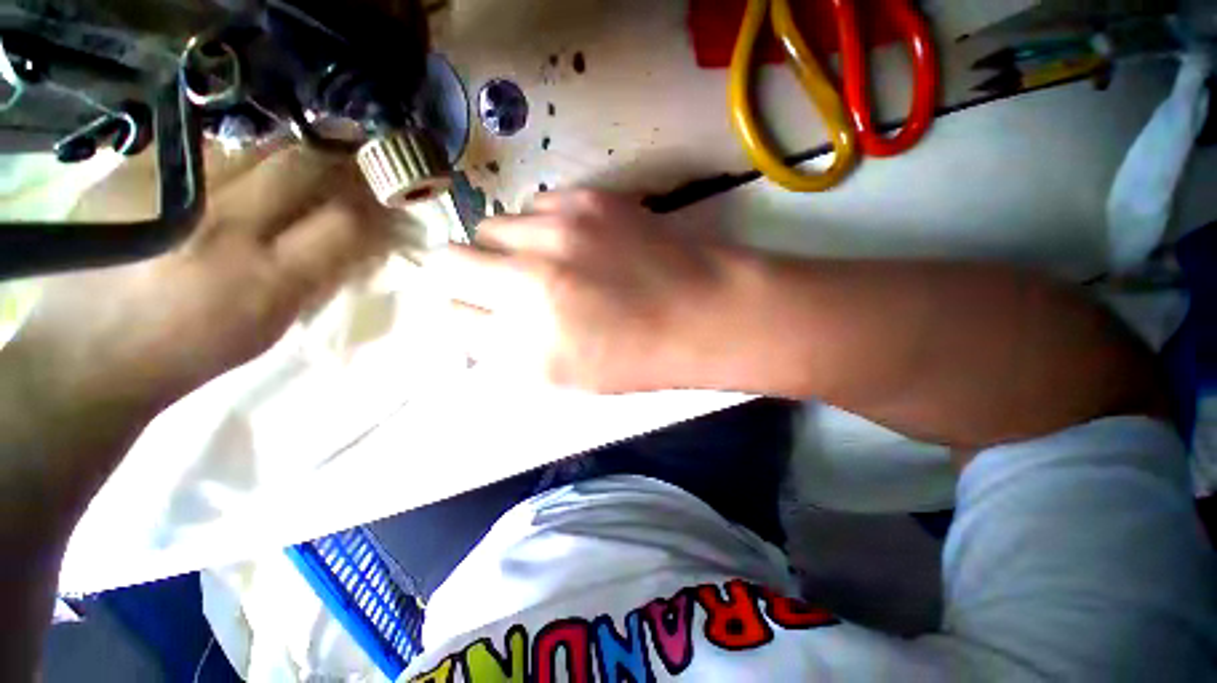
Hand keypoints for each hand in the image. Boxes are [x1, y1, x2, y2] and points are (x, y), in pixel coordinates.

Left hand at [14, 145, 389, 412]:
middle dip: (339, 160)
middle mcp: (222, 226)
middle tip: (353, 160)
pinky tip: (228, 177)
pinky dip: (232, 158)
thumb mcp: (274, 324)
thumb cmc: (194, 349)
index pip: (347, 222)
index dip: (375, 205)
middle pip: (302, 165)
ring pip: (254, 146)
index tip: (386, 199)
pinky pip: (204, 149)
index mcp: (267, 280)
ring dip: (288, 154)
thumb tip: (366, 238)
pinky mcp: (130, 172)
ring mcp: (171, 192)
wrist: (87, 354)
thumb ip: (323, 275)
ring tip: (293, 167)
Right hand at [429, 191, 742, 392]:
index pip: (455, 314)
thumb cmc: (636, 356)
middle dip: (467, 274)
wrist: (702, 312)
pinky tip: (576, 243)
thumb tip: (477, 319)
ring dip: (508, 247)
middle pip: (450, 259)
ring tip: (546, 262)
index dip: (466, 312)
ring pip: (492, 226)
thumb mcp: (567, 376)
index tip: (481, 310)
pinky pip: (536, 205)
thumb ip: (511, 351)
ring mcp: (558, 233)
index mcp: (527, 344)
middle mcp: (530, 283)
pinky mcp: (587, 200)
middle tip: (500, 283)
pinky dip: (544, 226)